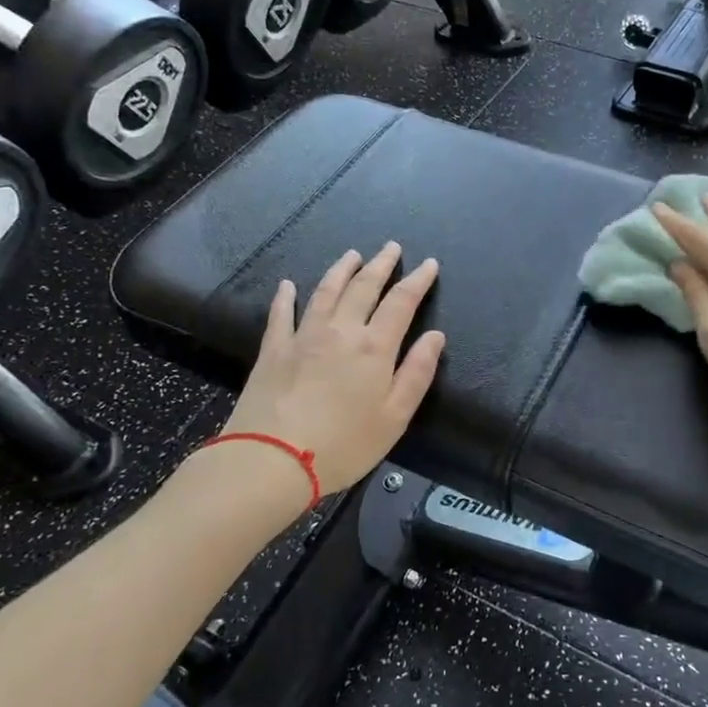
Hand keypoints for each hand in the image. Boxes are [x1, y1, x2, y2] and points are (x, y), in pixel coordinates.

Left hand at [223, 243, 444, 494]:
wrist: (272, 459)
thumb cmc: (344, 445)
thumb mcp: (395, 417)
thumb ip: (417, 373)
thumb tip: (435, 336)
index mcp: (374, 347)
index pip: (401, 302)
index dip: (417, 281)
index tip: (429, 264)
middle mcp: (340, 330)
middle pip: (363, 288)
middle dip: (381, 264)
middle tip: (391, 247)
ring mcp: (303, 336)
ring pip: (325, 291)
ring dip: (341, 270)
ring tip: (352, 255)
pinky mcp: (273, 349)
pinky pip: (281, 314)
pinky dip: (285, 296)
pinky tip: (287, 285)